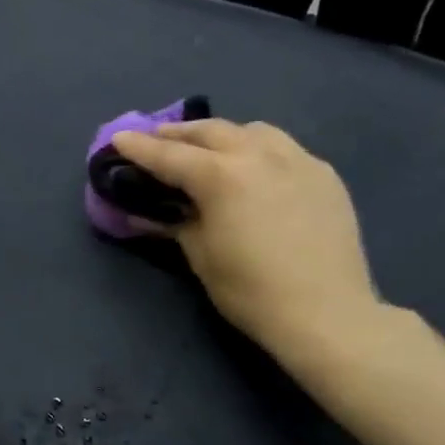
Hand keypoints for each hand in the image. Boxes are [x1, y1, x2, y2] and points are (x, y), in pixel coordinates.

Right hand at [111, 120, 378, 358]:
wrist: (326, 314)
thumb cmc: (251, 291)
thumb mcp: (200, 256)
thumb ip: (174, 223)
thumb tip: (146, 213)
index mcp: (222, 176)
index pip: (169, 155)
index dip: (139, 147)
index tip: (118, 138)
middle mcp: (259, 156)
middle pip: (211, 131)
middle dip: (178, 133)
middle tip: (157, 139)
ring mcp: (298, 161)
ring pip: (253, 130)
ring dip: (222, 135)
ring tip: (209, 149)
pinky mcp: (324, 175)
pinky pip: (284, 149)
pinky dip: (259, 150)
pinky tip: (255, 170)